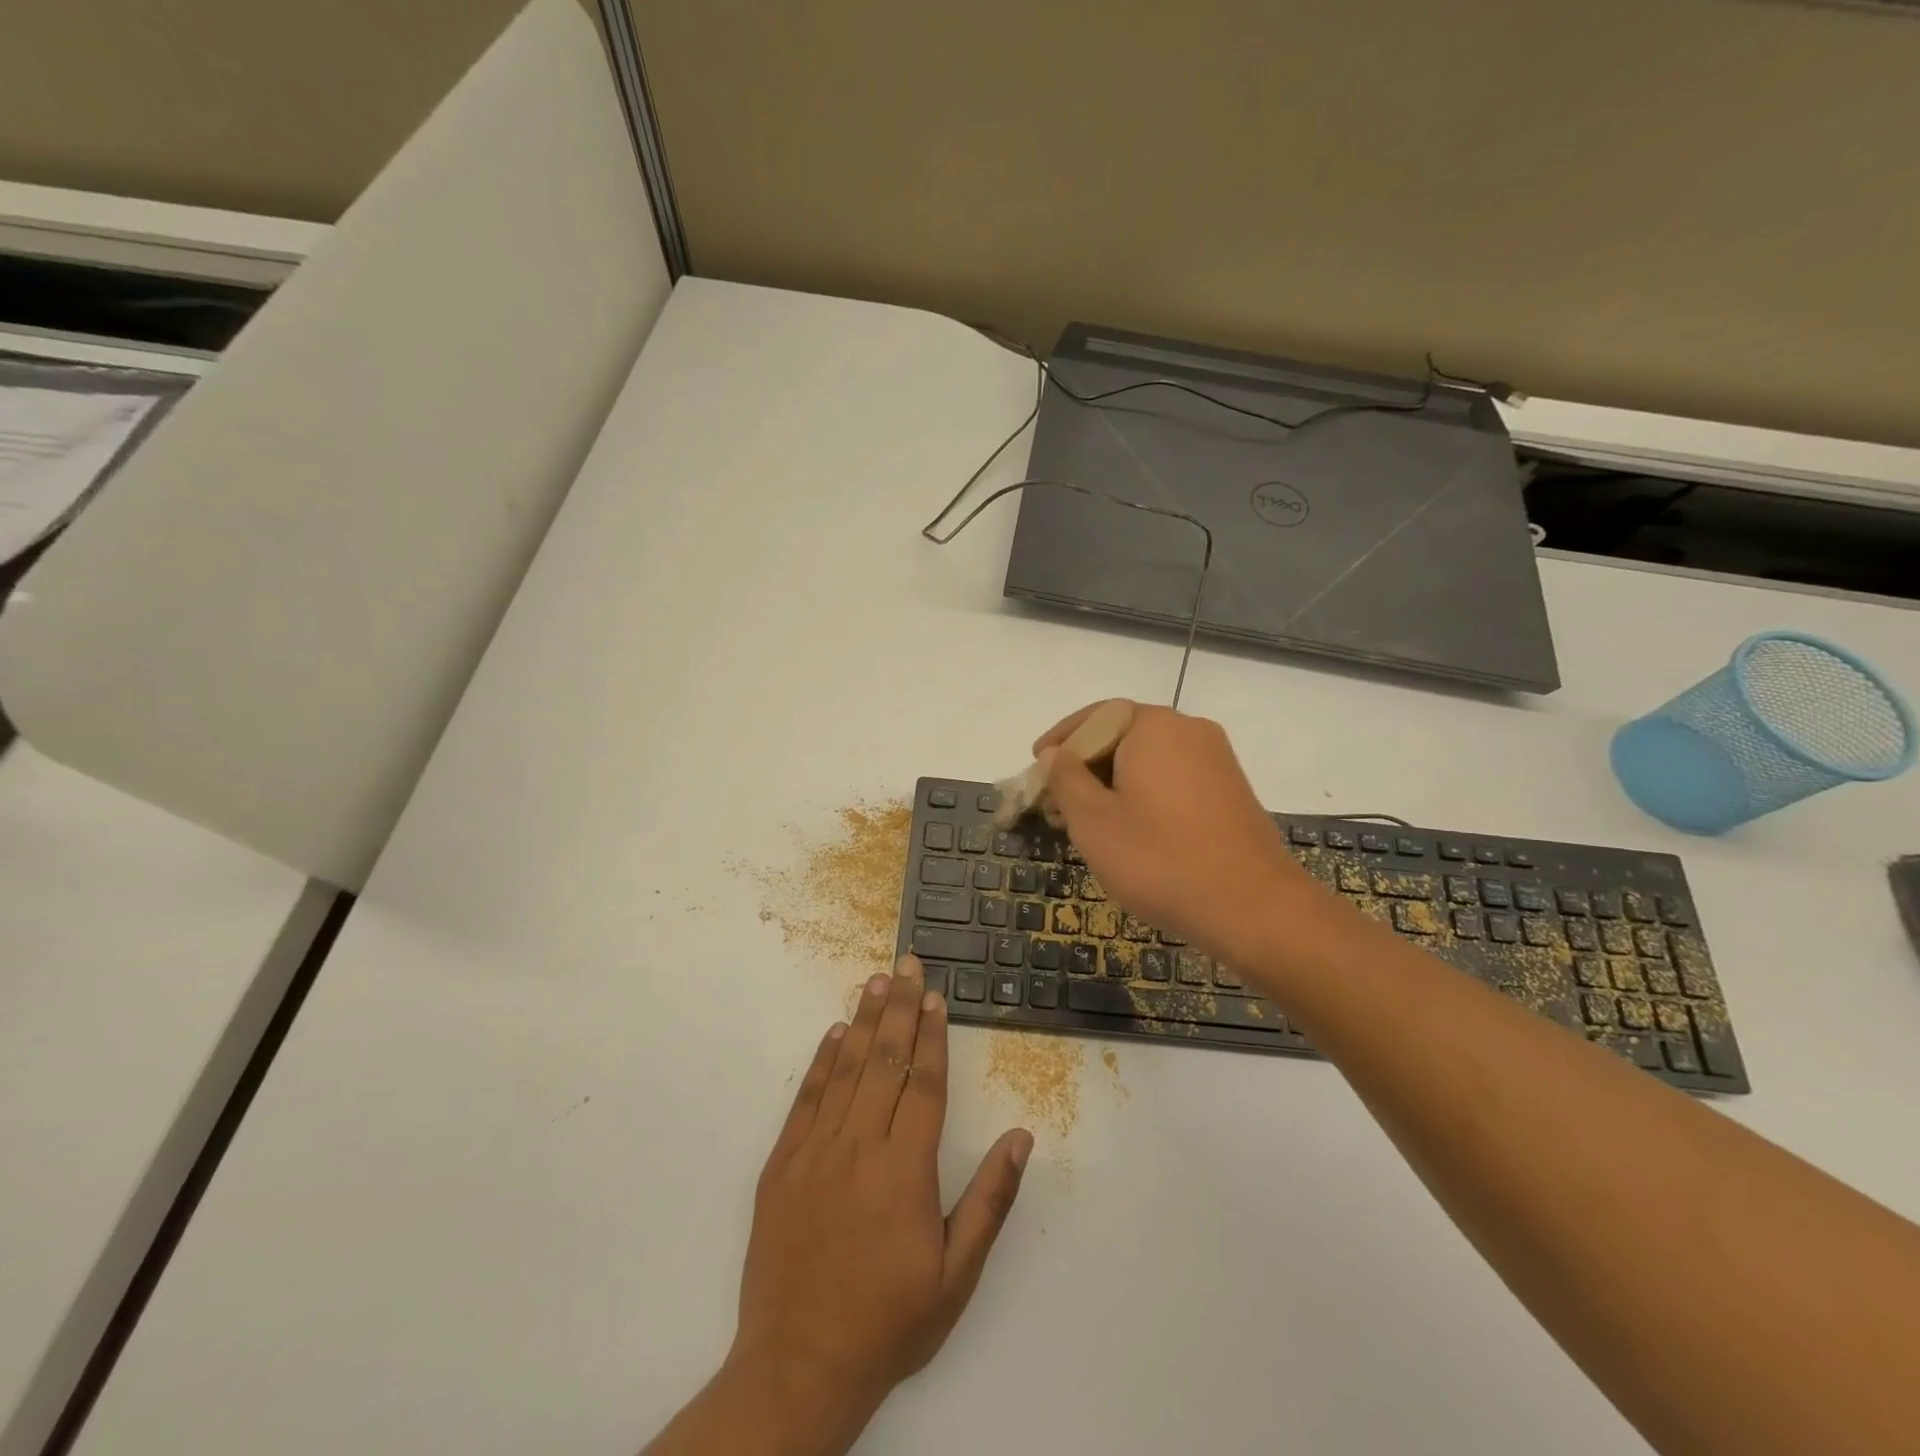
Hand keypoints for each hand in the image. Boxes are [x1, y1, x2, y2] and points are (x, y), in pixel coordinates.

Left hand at [732, 956, 1032, 1427]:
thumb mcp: (956, 1276)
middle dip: (900, 1008)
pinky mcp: (781, 1164)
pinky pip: (806, 1099)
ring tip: (876, 981)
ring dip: (863, 1021)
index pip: (924, 1084)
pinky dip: (821, 1062)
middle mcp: (859, 1146)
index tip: (936, 997)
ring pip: (845, 1069)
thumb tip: (1021, 1137)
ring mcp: (814, 1151)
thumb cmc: (889, 1321)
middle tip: (907, 964)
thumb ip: (989, 1200)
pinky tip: (833, 1033)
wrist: (798, 1367)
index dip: (932, 1036)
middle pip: (885, 1061)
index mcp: (905, 1169)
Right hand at [1036, 701, 1318, 965]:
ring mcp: (1216, 760)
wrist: (1253, 908)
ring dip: (1111, 783)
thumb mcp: (1093, 821)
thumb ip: (1065, 779)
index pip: (1095, 715)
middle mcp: (1189, 730)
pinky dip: (1143, 794)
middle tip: (1056, 804)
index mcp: (1154, 727)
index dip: (1060, 739)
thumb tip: (1055, 753)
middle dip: (1083, 766)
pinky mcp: (1230, 791)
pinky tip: (1129, 831)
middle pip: (1122, 735)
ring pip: (1147, 760)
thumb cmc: (1159, 860)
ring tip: (1086, 823)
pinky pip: (1173, 778)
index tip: (1036, 766)